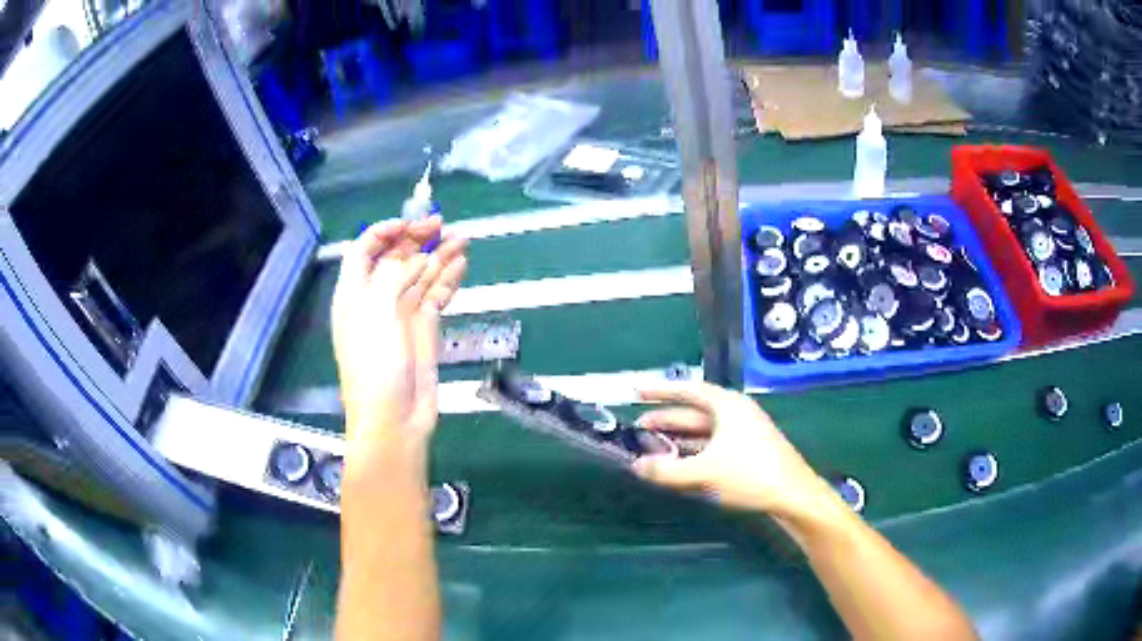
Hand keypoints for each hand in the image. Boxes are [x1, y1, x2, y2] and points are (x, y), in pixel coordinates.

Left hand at [331, 217, 466, 470]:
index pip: (365, 250)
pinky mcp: (424, 328)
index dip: (385, 232)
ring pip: (421, 274)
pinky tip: (461, 265)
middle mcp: (377, 298)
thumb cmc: (374, 365)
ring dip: (439, 255)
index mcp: (355, 292)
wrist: (394, 418)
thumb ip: (393, 276)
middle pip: (396, 258)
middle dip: (417, 238)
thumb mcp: (376, 313)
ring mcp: (402, 313)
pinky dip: (448, 279)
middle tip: (443, 225)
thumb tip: (414, 256)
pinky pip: (436, 295)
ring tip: (463, 238)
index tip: (410, 223)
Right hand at [632, 382, 833, 520]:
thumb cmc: (750, 474)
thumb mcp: (705, 472)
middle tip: (637, 428)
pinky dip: (692, 452)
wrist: (793, 495)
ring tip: (651, 447)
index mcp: (727, 405)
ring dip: (677, 439)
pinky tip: (678, 464)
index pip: (688, 390)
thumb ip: (667, 469)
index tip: (636, 391)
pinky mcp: (747, 453)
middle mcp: (735, 413)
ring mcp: (743, 433)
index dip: (660, 391)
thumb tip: (636, 466)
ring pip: (702, 432)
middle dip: (665, 420)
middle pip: (693, 412)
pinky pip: (711, 446)